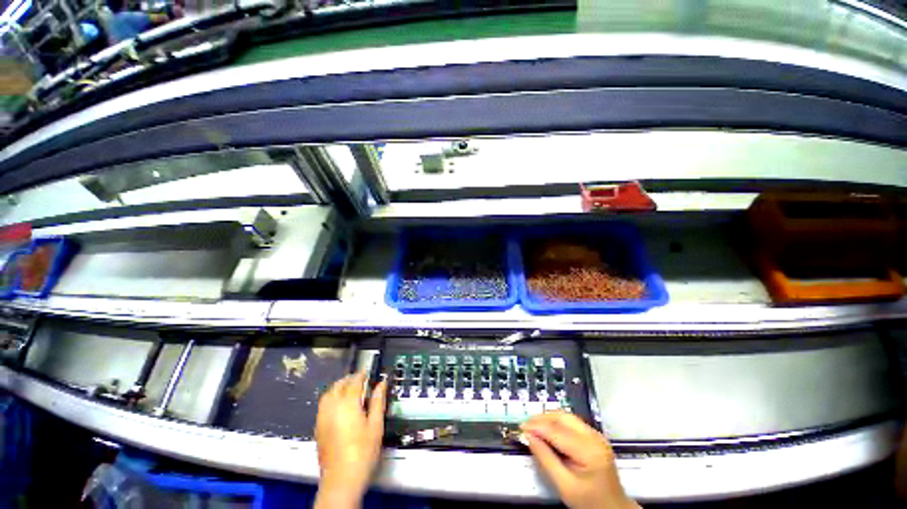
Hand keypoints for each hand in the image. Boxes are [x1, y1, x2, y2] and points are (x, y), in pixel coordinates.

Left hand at [314, 371, 386, 508]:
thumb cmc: (362, 452)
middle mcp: (332, 408)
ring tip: (348, 389)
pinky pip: (322, 406)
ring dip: (338, 387)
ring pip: (327, 395)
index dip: (361, 375)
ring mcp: (322, 419)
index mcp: (348, 405)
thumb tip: (381, 384)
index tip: (366, 372)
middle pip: (338, 386)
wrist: (342, 480)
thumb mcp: (376, 425)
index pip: (354, 382)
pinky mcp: (318, 429)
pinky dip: (330, 399)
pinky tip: (338, 406)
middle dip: (348, 379)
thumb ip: (378, 401)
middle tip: (359, 379)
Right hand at [521, 412, 638, 508]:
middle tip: (526, 425)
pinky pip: (571, 422)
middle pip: (563, 418)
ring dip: (548, 419)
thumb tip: (528, 436)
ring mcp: (596, 435)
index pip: (557, 431)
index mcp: (589, 451)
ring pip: (566, 416)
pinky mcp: (594, 436)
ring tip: (533, 426)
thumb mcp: (564, 486)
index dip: (537, 427)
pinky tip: (547, 430)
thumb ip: (545, 459)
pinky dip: (556, 423)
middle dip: (542, 419)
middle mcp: (594, 437)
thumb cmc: (589, 502)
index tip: (521, 427)